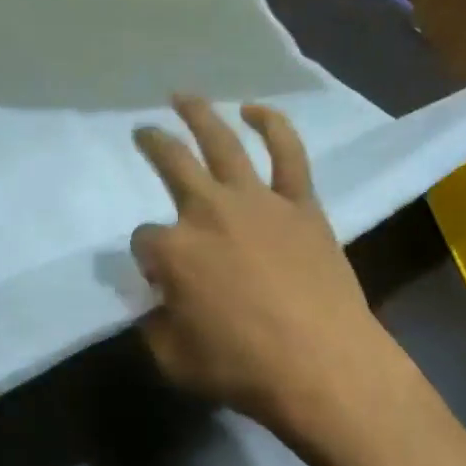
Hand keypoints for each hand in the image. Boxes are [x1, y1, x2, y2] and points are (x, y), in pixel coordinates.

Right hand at [130, 96, 406, 442]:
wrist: (322, 366)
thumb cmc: (242, 368)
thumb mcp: (173, 359)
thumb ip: (155, 324)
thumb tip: (158, 302)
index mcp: (173, 251)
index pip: (144, 241)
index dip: (147, 259)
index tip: (158, 277)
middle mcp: (208, 212)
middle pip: (172, 165)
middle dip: (152, 145)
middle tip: (143, 132)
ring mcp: (258, 202)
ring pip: (223, 144)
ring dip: (200, 114)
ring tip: (184, 97)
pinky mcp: (300, 205)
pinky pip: (288, 154)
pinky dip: (273, 125)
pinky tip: (256, 109)